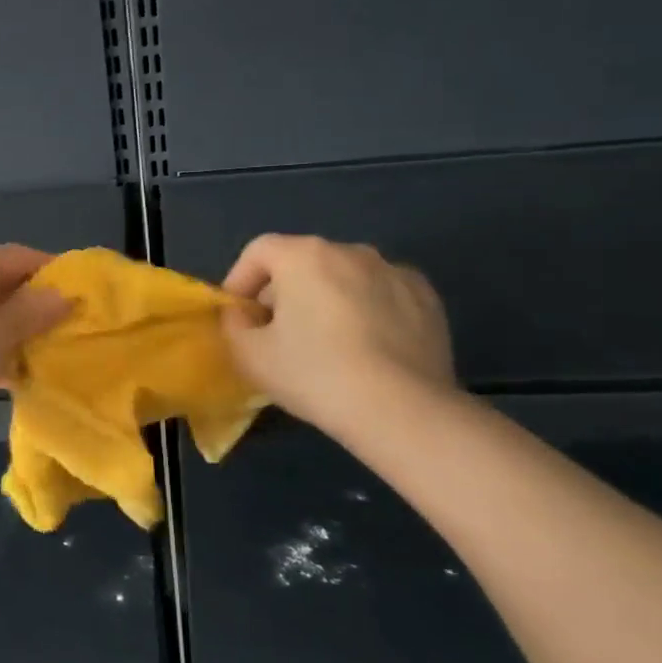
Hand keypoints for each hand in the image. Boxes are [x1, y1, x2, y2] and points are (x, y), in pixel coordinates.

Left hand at [0, 245, 69, 435]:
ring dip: (19, 333)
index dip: (54, 273)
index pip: (21, 257)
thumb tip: (65, 295)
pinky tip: (19, 375)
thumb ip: (35, 310)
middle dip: (38, 307)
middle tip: (72, 329)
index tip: (84, 296)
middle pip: (6, 286)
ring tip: (52, 354)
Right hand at [221, 234, 456, 436]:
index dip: (240, 279)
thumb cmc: (316, 374)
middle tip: (278, 335)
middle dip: (284, 293)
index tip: (238, 315)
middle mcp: (350, 251)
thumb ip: (233, 325)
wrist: (404, 411)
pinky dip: (368, 311)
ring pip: (344, 278)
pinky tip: (369, 349)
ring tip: (326, 343)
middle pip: (302, 262)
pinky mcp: (427, 299)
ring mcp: (394, 272)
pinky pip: (382, 296)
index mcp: (304, 255)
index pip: (259, 251)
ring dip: (327, 300)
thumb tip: (241, 315)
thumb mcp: (250, 355)